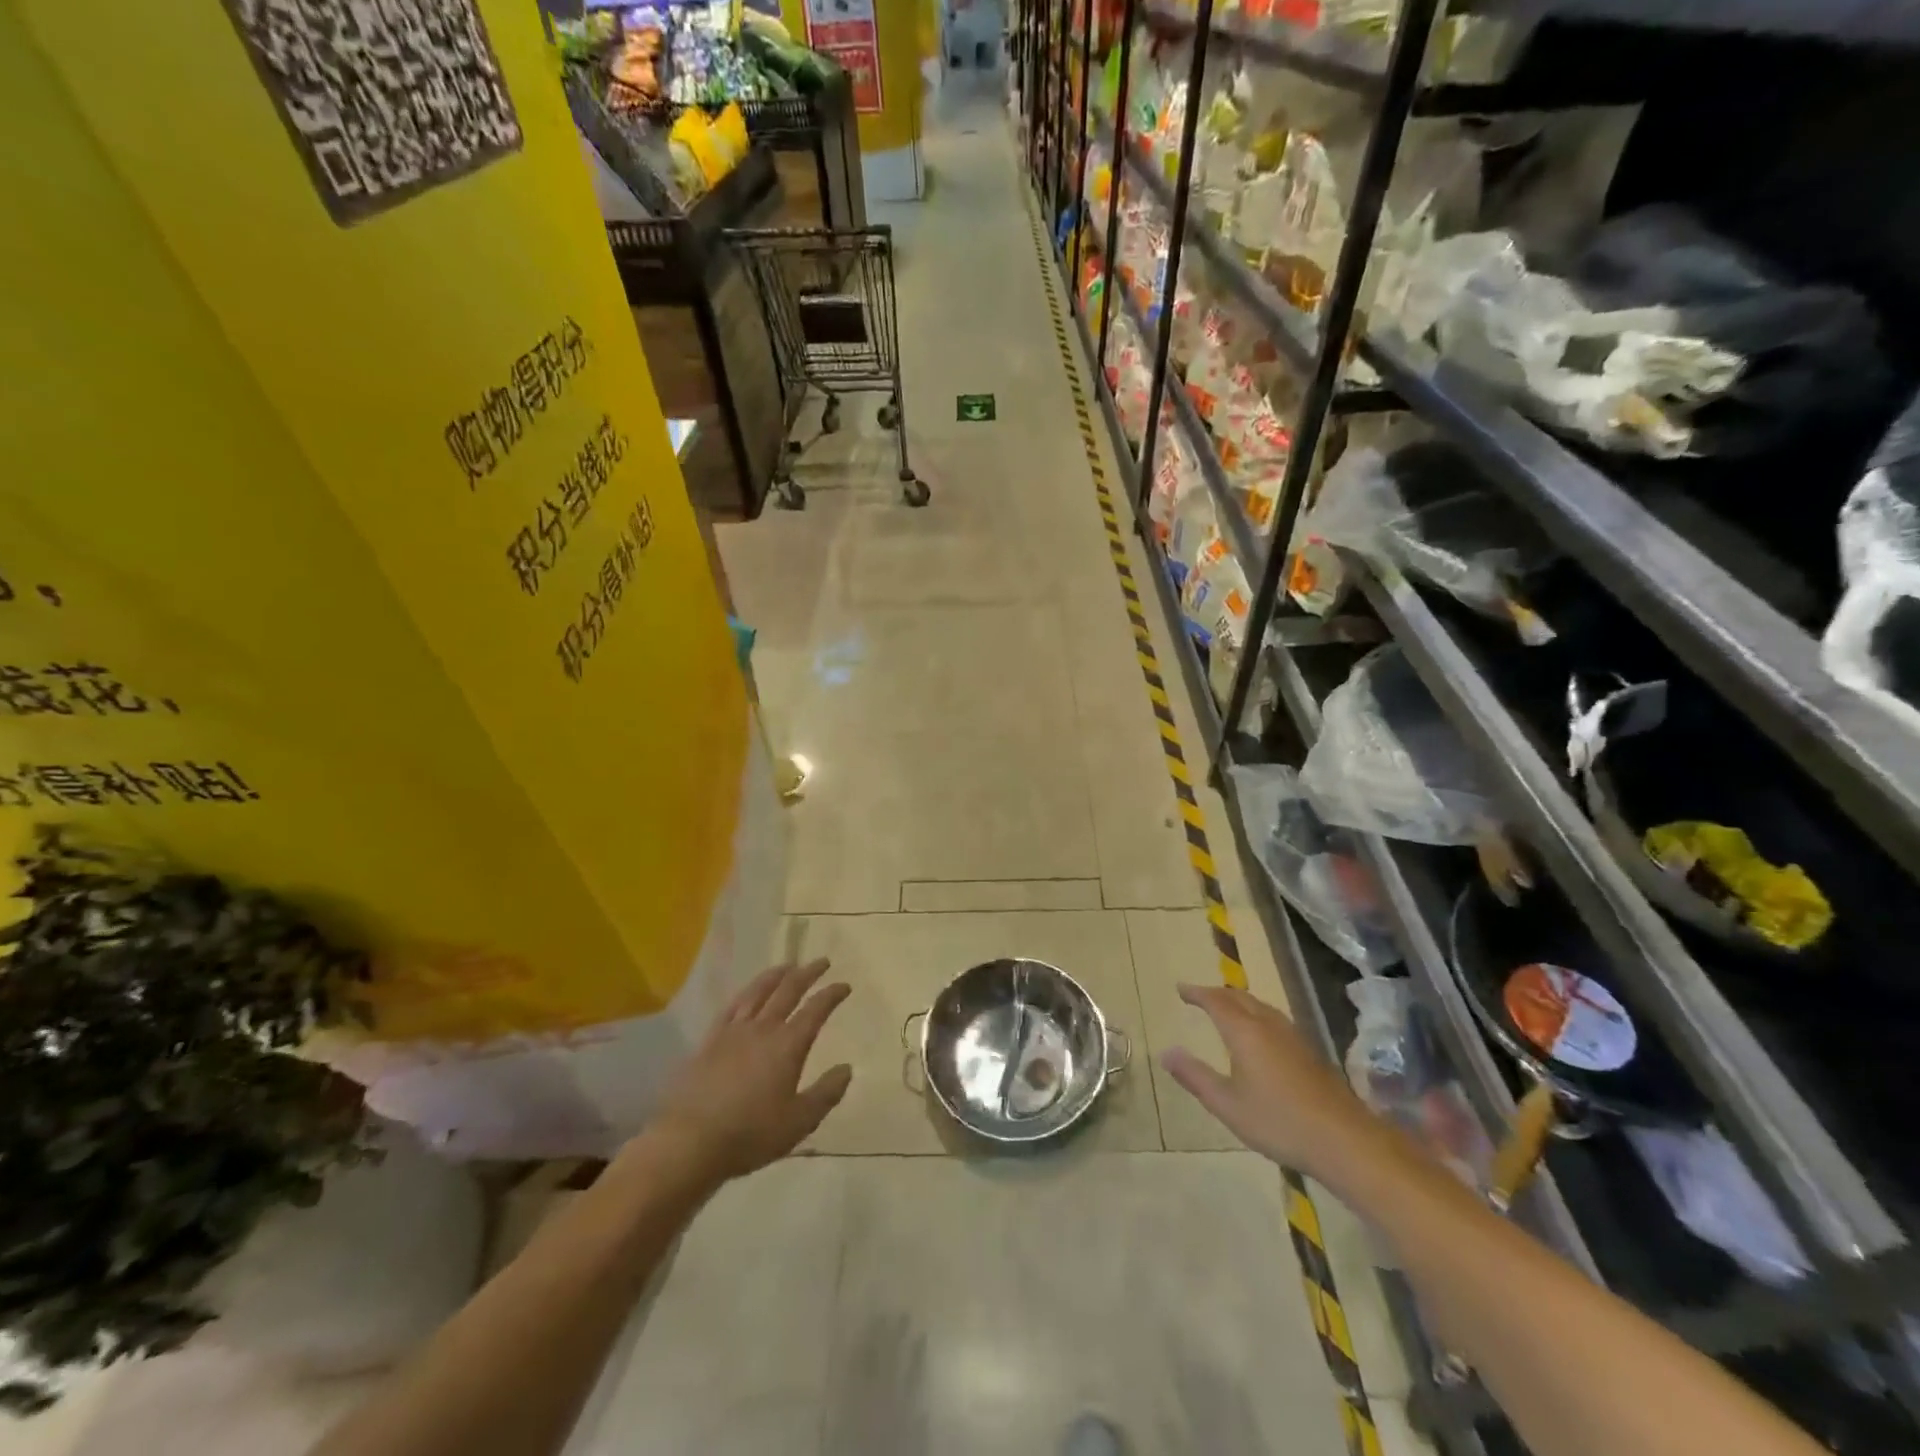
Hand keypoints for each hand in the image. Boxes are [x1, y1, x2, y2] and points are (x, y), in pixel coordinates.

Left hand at [650, 959, 853, 1184]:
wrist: (690, 1141)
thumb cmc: (750, 1134)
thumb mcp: (799, 1121)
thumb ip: (826, 1093)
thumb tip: (847, 1068)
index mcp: (788, 1045)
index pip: (815, 1010)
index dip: (832, 995)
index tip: (844, 986)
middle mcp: (763, 1028)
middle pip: (788, 990)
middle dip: (808, 974)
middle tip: (822, 962)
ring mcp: (733, 1031)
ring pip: (758, 991)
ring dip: (776, 975)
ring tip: (788, 965)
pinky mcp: (710, 1040)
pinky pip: (732, 1007)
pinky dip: (745, 993)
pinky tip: (748, 991)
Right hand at [1161, 983, 1372, 1174]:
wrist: (1344, 1140)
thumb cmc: (1279, 1122)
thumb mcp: (1227, 1105)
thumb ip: (1195, 1077)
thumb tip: (1166, 1053)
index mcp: (1245, 1032)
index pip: (1216, 1001)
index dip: (1197, 993)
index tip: (1181, 989)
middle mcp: (1268, 1025)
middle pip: (1240, 997)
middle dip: (1217, 993)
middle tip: (1200, 996)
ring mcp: (1293, 1037)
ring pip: (1261, 1006)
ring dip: (1239, 1001)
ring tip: (1227, 1009)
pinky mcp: (1309, 1052)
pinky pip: (1275, 1018)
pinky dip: (1257, 1014)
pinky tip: (1261, 1034)